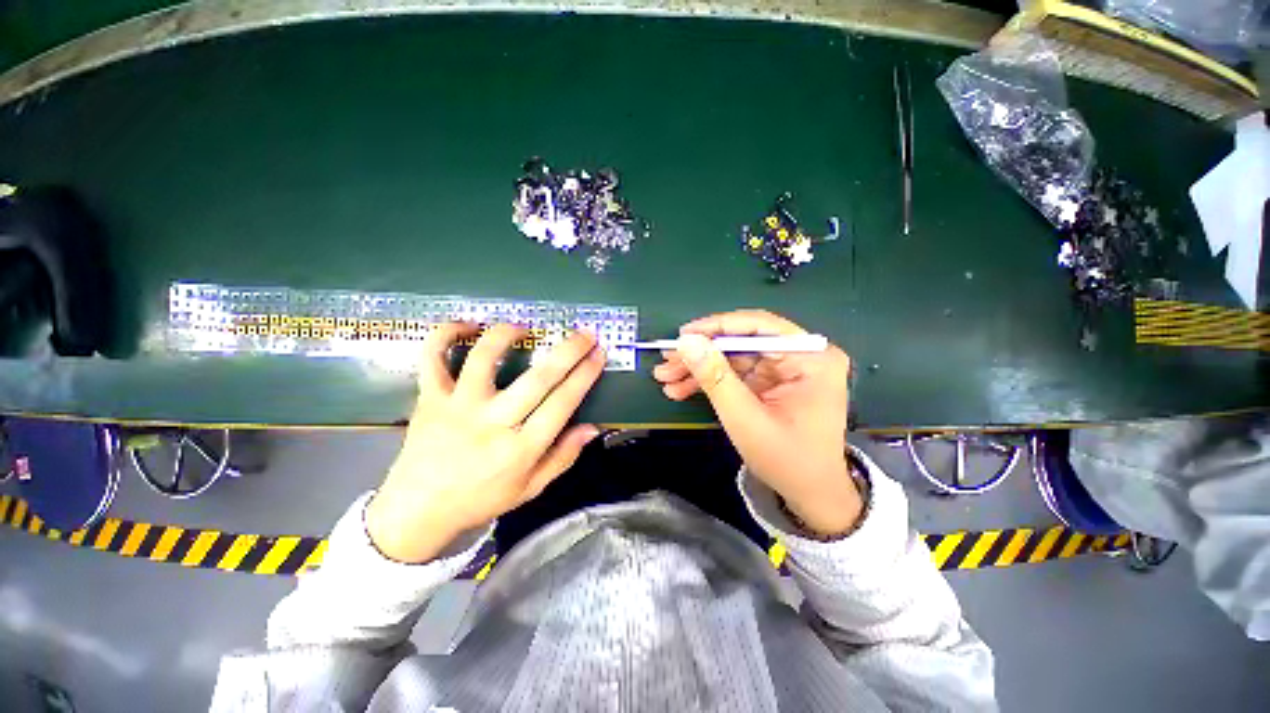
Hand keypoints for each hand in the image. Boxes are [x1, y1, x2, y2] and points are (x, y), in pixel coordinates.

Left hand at [367, 323, 605, 562]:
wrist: (418, 511)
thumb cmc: (481, 499)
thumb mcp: (530, 488)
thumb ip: (563, 457)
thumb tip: (592, 428)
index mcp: (520, 449)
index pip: (563, 403)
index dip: (585, 375)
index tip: (598, 355)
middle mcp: (492, 423)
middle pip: (538, 379)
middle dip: (568, 351)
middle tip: (585, 333)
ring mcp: (458, 407)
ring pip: (483, 359)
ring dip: (507, 335)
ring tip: (524, 327)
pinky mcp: (430, 399)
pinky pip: (432, 359)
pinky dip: (445, 335)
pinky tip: (467, 326)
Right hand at [653, 310, 860, 535]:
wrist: (809, 494)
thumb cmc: (786, 460)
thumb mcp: (745, 419)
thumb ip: (716, 377)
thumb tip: (686, 342)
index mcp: (812, 358)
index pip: (760, 326)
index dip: (717, 327)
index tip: (682, 335)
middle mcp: (801, 355)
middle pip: (742, 341)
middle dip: (702, 353)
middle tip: (667, 361)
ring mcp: (785, 368)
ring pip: (733, 356)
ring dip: (699, 367)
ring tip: (666, 378)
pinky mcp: (771, 381)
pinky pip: (735, 372)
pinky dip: (709, 380)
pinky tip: (682, 389)